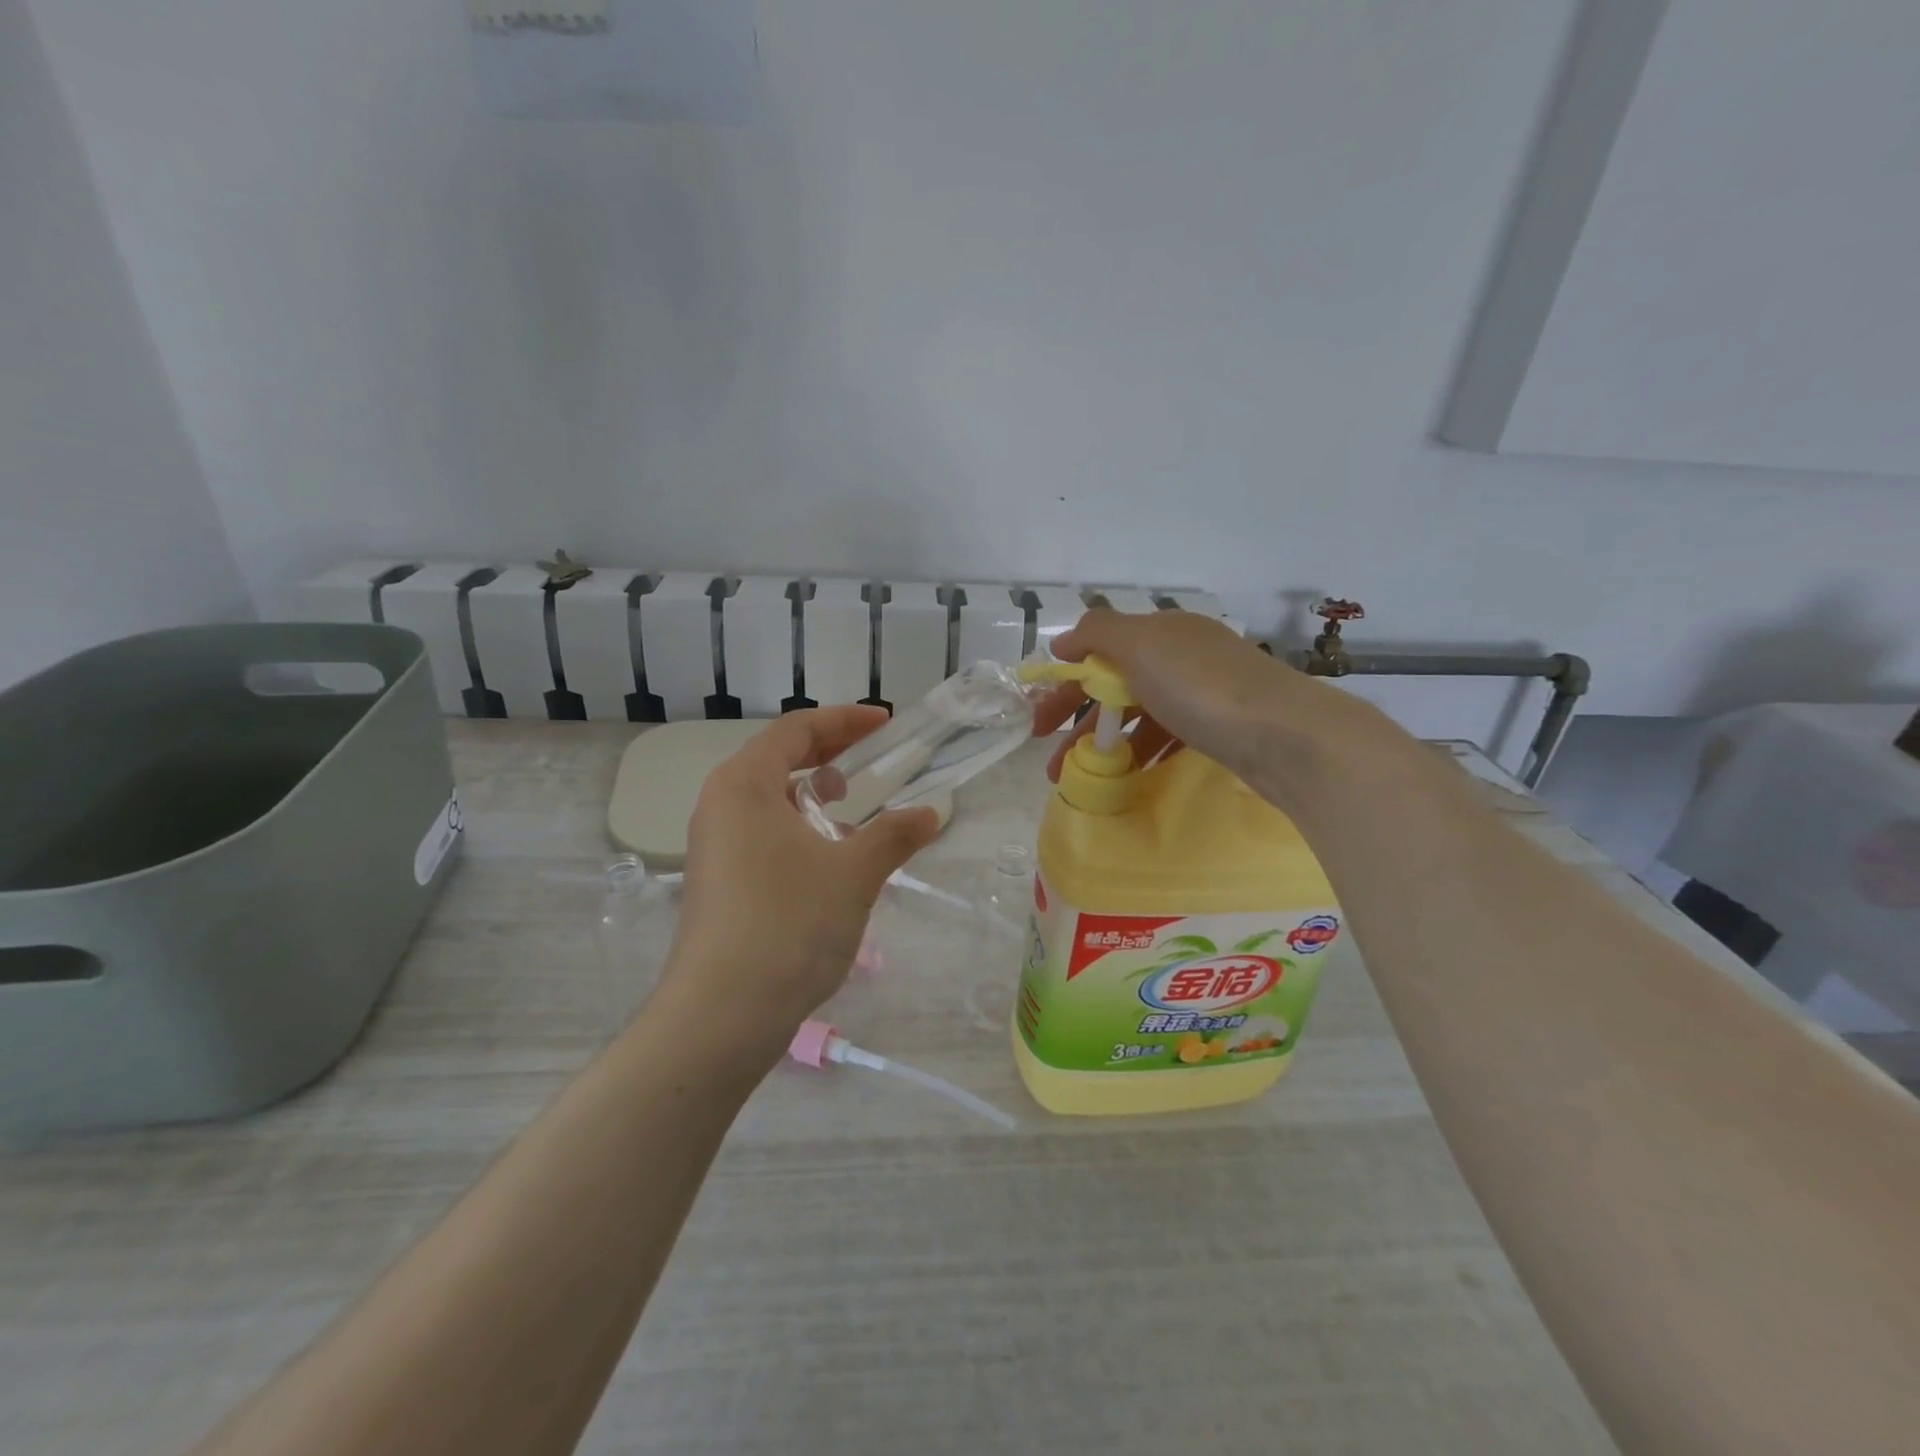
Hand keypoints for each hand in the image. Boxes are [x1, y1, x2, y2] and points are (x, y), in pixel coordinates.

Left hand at [662, 707, 939, 1047]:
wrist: (722, 1015)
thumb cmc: (789, 924)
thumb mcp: (854, 873)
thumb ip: (895, 835)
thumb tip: (930, 814)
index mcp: (743, 783)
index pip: (796, 729)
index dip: (845, 720)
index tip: (885, 723)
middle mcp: (720, 805)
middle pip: (779, 758)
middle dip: (831, 751)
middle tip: (876, 755)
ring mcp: (712, 846)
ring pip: (768, 798)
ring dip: (813, 792)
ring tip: (851, 806)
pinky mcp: (717, 882)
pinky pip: (761, 832)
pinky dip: (798, 827)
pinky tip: (826, 856)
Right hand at [1030, 609, 1376, 810]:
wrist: (1284, 734)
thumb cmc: (1200, 685)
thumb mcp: (1140, 644)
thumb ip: (1096, 634)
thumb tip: (1064, 640)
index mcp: (1162, 631)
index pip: (1098, 651)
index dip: (1063, 684)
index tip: (1040, 724)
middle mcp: (1182, 654)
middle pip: (1115, 684)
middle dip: (1078, 720)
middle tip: (1052, 759)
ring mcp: (1204, 691)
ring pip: (1139, 714)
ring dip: (1105, 743)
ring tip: (1081, 776)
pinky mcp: (1221, 726)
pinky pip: (1167, 734)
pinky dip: (1142, 751)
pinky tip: (1129, 773)